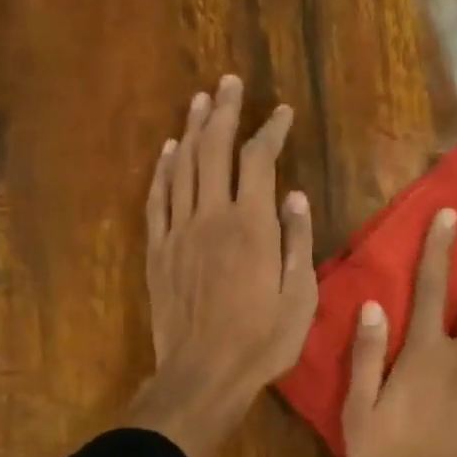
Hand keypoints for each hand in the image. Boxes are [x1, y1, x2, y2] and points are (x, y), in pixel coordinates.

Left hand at [126, 75, 316, 456]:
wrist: (203, 373)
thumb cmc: (261, 341)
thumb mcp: (300, 298)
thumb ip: (297, 242)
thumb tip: (295, 197)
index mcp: (252, 226)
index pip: (259, 161)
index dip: (271, 131)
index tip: (282, 113)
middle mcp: (212, 216)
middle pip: (214, 149)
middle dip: (223, 112)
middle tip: (229, 83)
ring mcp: (179, 231)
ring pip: (182, 167)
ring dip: (191, 131)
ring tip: (199, 102)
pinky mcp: (158, 250)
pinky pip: (157, 199)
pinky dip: (162, 170)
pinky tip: (167, 151)